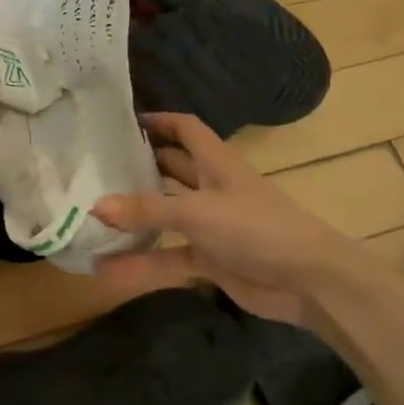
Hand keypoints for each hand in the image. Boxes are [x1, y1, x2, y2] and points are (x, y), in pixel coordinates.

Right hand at [92, 113, 385, 327]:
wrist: (310, 283)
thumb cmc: (257, 228)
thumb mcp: (197, 212)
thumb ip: (147, 209)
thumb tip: (95, 206)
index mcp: (216, 163)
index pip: (186, 129)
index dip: (159, 121)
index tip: (123, 122)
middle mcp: (212, 189)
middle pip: (171, 169)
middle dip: (139, 166)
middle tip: (96, 165)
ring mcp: (211, 226)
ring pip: (166, 215)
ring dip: (136, 218)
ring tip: (92, 214)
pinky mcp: (211, 260)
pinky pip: (168, 258)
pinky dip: (142, 263)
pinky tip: (108, 268)